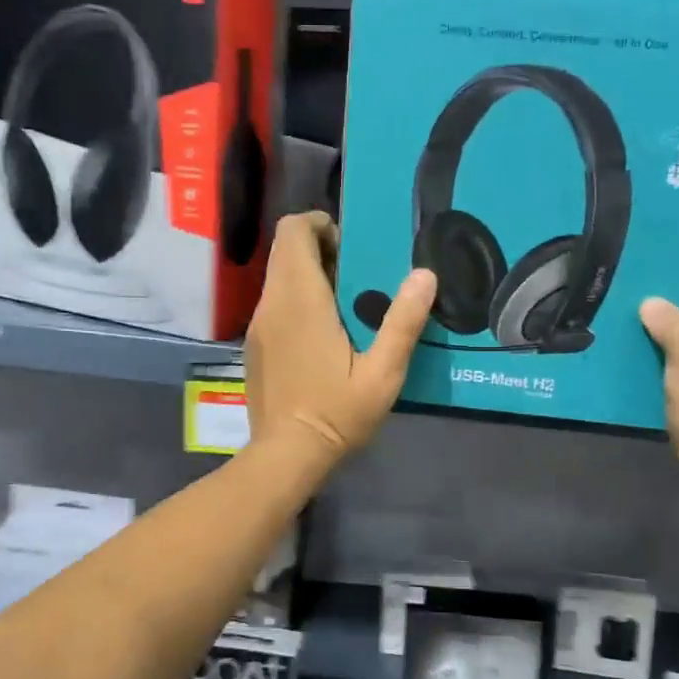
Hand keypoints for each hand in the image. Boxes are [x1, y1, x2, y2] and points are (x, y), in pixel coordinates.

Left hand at [245, 213, 436, 465]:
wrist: (286, 455)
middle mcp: (272, 303)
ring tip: (345, 305)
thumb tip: (425, 273)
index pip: (292, 232)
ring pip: (278, 277)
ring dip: (308, 275)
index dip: (319, 224)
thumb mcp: (383, 373)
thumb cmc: (336, 413)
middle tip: (356, 275)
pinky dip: (296, 300)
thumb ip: (403, 322)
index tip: (350, 245)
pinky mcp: (254, 344)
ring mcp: (257, 325)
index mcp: (301, 300)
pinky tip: (322, 335)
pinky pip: (274, 303)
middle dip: (318, 248)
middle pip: (284, 250)